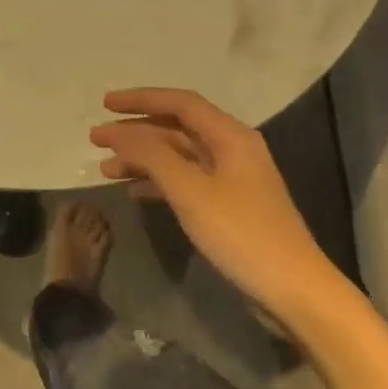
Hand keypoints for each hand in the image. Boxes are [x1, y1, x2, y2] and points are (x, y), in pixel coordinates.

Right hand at [90, 88, 320, 317]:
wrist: (292, 288)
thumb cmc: (241, 233)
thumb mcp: (191, 191)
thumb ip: (152, 156)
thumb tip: (119, 132)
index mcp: (230, 136)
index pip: (180, 103)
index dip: (141, 100)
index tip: (105, 104)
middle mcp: (232, 149)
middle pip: (177, 128)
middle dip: (135, 131)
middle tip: (96, 139)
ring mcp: (232, 179)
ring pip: (178, 156)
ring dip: (142, 159)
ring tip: (105, 170)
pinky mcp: (229, 205)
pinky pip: (186, 181)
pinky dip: (158, 182)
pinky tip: (134, 193)